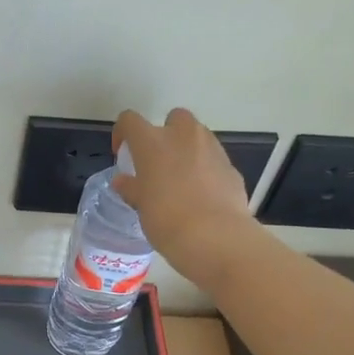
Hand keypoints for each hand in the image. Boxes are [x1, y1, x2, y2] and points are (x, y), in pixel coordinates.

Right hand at [111, 108, 259, 286]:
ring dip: (187, 150)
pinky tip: (201, 196)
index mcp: (153, 142)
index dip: (123, 133)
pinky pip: (213, 160)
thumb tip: (123, 181)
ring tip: (180, 181)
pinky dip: (205, 170)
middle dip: (166, 133)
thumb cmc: (166, 219)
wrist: (214, 237)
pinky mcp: (231, 167)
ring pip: (198, 137)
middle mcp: (184, 136)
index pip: (130, 120)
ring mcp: (212, 148)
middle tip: (158, 162)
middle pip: (174, 118)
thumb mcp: (140, 205)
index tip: (123, 155)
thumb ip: (131, 188)